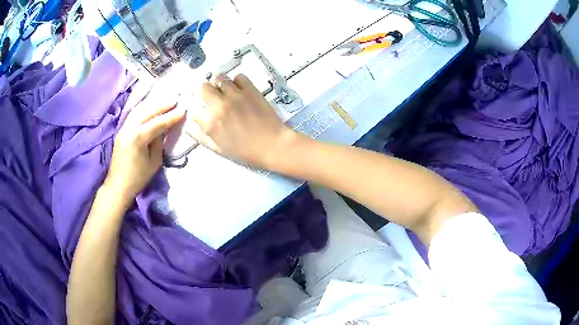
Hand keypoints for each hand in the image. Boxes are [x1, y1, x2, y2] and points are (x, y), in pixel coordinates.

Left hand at [105, 85, 185, 206]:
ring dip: (153, 103)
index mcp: (138, 138)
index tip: (183, 110)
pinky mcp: (121, 129)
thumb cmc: (138, 178)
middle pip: (147, 110)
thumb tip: (163, 129)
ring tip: (165, 100)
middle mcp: (129, 128)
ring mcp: (123, 127)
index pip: (158, 123)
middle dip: (163, 104)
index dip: (171, 116)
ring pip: (139, 109)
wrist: (118, 185)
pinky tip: (152, 106)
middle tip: (176, 100)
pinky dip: (144, 108)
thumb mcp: (154, 162)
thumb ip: (159, 142)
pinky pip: (134, 113)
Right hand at [189, 74, 298, 167]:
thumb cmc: (246, 152)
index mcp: (210, 122)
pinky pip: (239, 77)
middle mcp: (219, 104)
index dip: (199, 111)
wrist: (273, 145)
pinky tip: (241, 90)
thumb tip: (189, 127)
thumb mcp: (219, 150)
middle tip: (214, 100)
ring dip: (220, 85)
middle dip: (206, 93)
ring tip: (227, 93)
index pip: (194, 109)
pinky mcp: (250, 89)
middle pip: (203, 88)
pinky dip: (237, 82)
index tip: (204, 113)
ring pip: (219, 79)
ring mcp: (235, 94)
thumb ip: (202, 137)